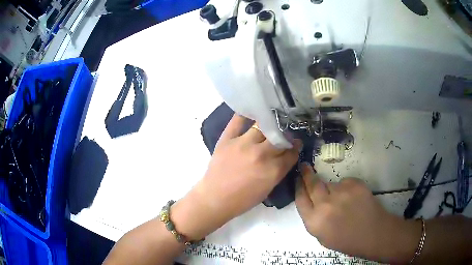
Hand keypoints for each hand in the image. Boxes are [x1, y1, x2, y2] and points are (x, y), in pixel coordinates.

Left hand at [173, 115, 301, 239]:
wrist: (215, 198)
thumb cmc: (243, 199)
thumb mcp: (268, 189)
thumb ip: (279, 171)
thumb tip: (286, 155)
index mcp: (273, 170)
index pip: (291, 152)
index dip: (295, 147)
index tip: (295, 144)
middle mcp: (261, 154)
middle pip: (280, 137)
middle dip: (285, 136)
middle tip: (283, 136)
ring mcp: (243, 144)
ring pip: (263, 126)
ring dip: (269, 126)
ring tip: (270, 126)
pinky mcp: (227, 138)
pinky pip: (238, 120)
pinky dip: (245, 115)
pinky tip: (251, 113)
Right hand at [295, 163, 419, 262]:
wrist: (373, 233)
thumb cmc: (346, 240)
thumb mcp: (322, 236)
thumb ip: (313, 219)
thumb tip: (311, 202)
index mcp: (314, 221)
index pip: (300, 199)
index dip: (298, 187)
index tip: (298, 180)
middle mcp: (325, 205)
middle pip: (311, 184)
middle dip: (306, 174)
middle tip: (305, 167)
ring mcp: (341, 192)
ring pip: (330, 183)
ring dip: (331, 188)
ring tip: (341, 200)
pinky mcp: (355, 184)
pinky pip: (345, 182)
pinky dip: (346, 188)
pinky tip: (353, 199)